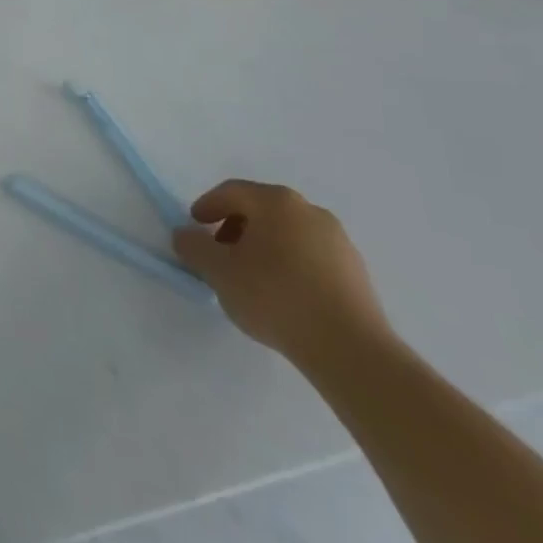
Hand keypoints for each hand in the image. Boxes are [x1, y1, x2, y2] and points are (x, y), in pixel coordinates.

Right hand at [172, 179, 391, 367]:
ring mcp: (339, 241)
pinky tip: (284, 295)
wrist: (351, 350)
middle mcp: (309, 211)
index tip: (195, 227)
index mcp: (275, 201)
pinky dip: (291, 266)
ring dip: (264, 248)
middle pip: (261, 210)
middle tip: (220, 254)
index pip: (231, 192)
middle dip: (235, 228)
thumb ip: (193, 247)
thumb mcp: (219, 272)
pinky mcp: (357, 273)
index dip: (207, 206)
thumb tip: (185, 235)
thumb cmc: (275, 297)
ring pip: (288, 234)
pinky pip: (312, 257)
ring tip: (252, 279)